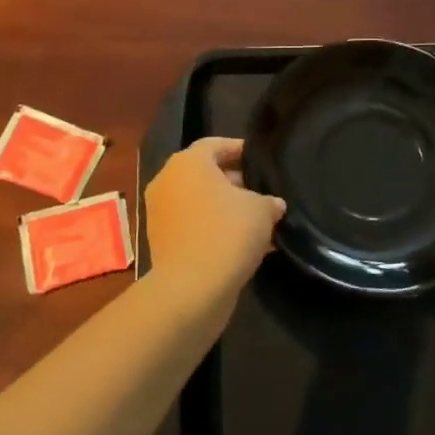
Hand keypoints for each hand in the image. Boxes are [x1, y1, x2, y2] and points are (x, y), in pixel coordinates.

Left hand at [144, 138, 284, 315]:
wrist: (191, 289)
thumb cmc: (226, 233)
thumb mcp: (261, 211)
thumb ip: (268, 201)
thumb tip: (273, 204)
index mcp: (187, 162)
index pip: (215, 144)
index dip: (239, 149)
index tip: (260, 160)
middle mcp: (168, 181)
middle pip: (205, 173)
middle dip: (235, 183)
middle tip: (262, 193)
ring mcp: (160, 213)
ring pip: (199, 202)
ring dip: (226, 210)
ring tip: (258, 223)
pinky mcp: (161, 241)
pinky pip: (193, 226)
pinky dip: (214, 230)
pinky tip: (243, 246)